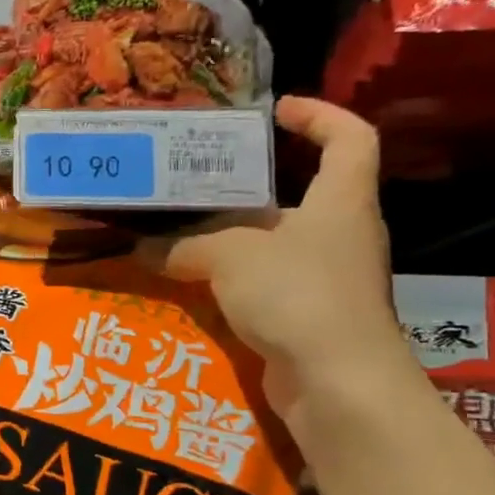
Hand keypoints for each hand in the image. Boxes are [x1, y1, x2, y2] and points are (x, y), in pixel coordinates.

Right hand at [137, 98, 413, 424]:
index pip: (351, 138)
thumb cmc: (298, 295)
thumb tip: (143, 246)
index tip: (276, 110)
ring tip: (182, 229)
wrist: (338, 383)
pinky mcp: (309, 315)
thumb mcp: (230, 256)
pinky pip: (266, 282)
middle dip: (254, 183)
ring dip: (234, 235)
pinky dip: (233, 278)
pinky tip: (193, 282)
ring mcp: (327, 278)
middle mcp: (341, 233)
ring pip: (277, 241)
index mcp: (341, 201)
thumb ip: (184, 245)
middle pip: (302, 192)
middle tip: (201, 177)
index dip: (320, 115)